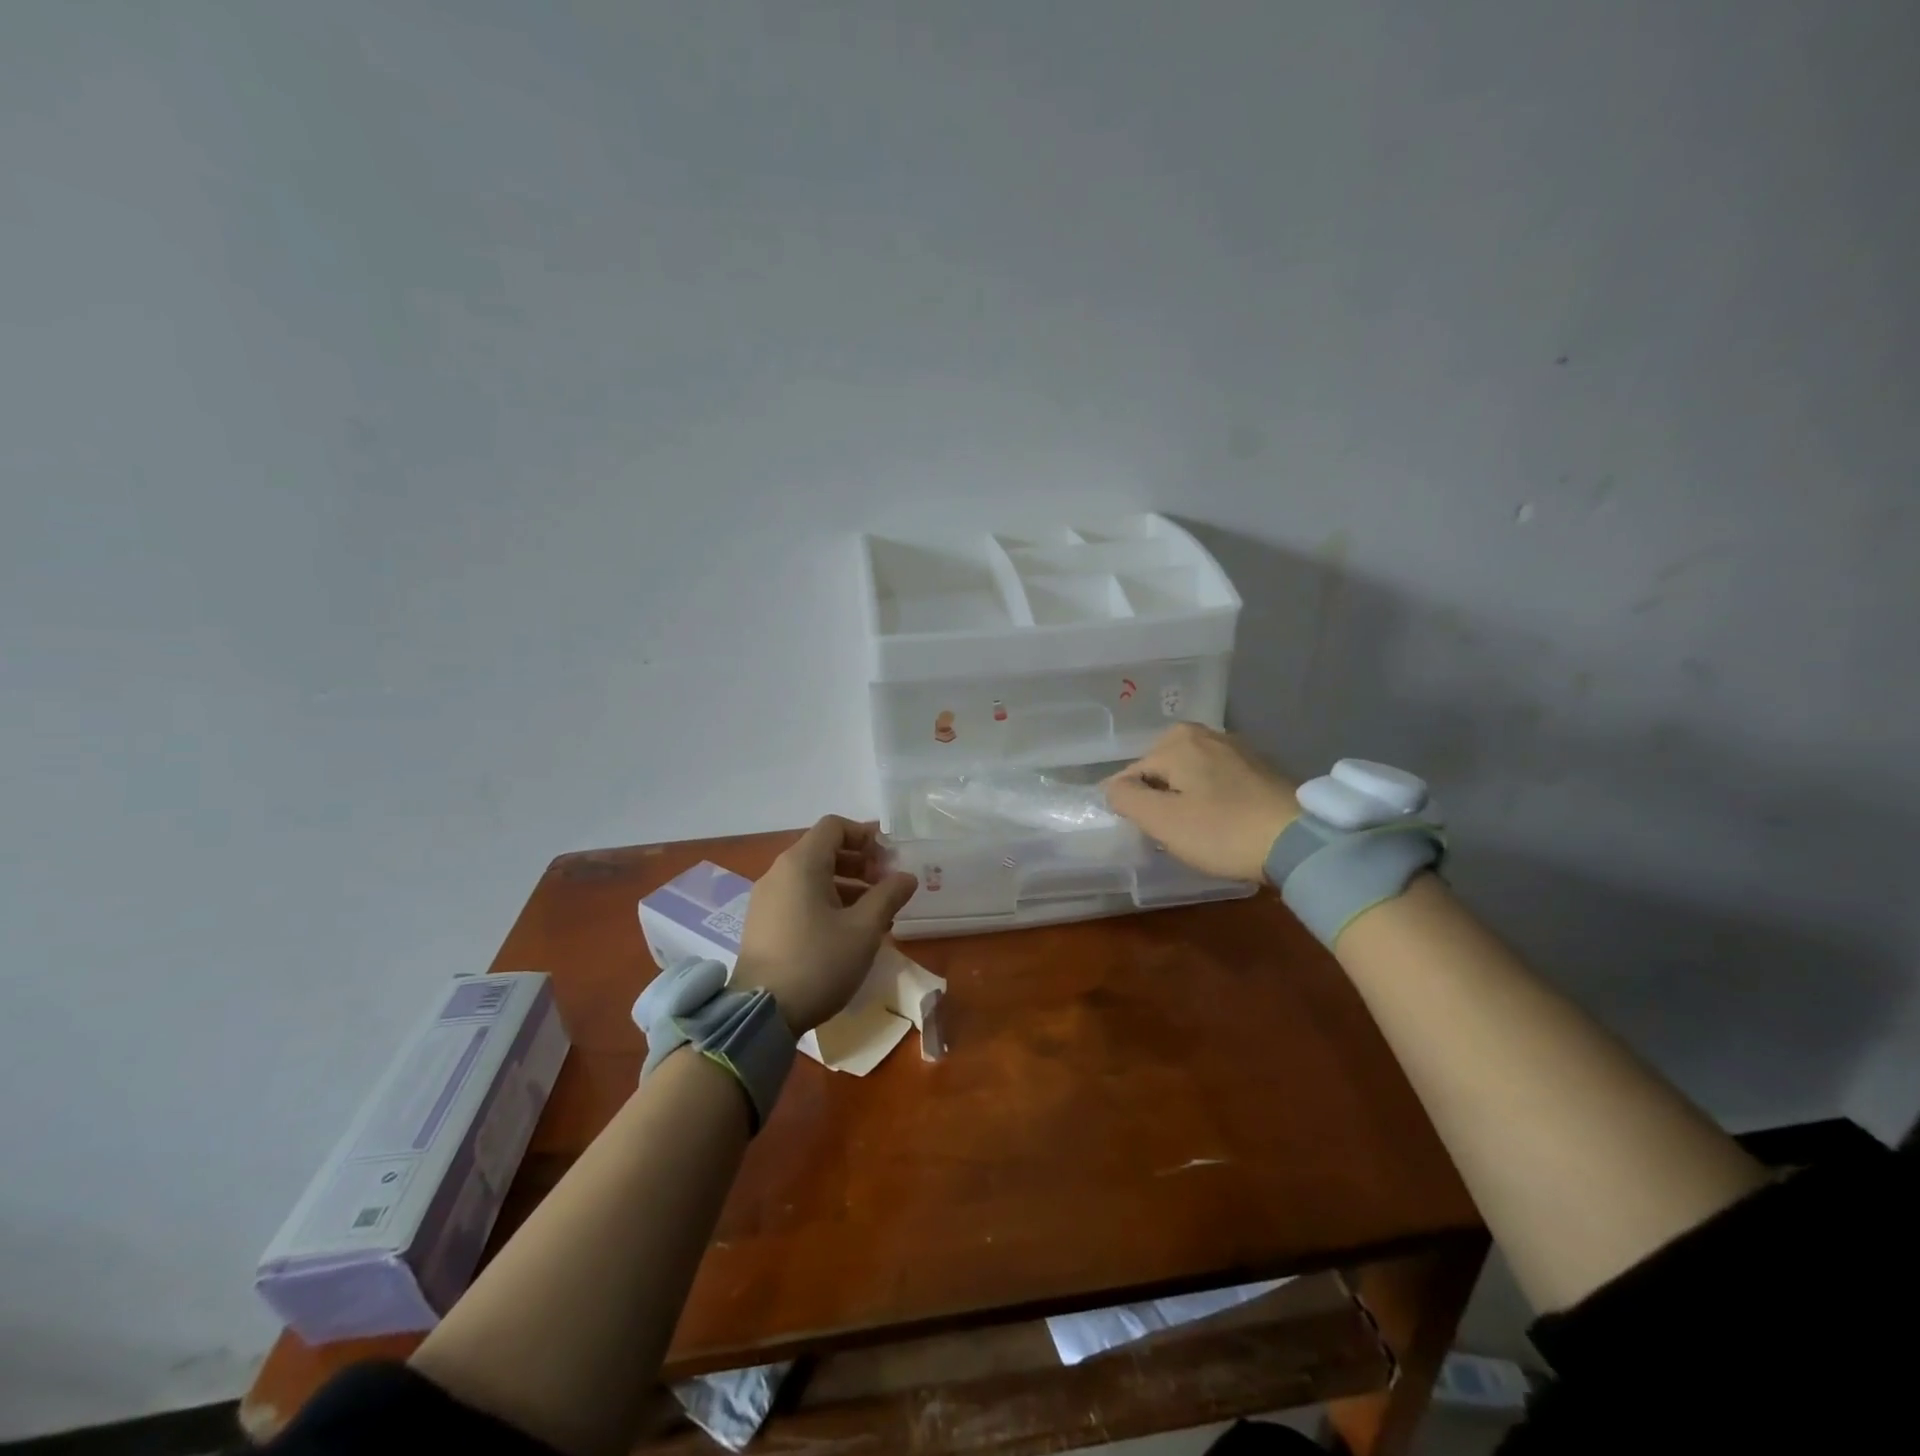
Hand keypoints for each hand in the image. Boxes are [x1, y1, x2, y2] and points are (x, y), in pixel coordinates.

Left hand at [732, 816, 918, 1034]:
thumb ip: (888, 896)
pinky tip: (847, 931)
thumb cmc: (818, 962)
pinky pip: (799, 897)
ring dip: (846, 884)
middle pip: (823, 850)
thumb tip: (906, 876)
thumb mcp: (863, 929)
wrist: (762, 1014)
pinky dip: (826, 901)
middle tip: (886, 885)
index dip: (865, 835)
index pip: (834, 826)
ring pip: (812, 876)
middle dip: (859, 862)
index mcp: (801, 864)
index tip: (888, 859)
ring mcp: (767, 898)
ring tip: (874, 913)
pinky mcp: (763, 923)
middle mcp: (779, 872)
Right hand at [1104, 723, 1299, 881]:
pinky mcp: (1260, 765)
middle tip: (1172, 832)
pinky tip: (1224, 821)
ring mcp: (1236, 747)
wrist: (1301, 841)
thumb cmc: (1222, 830)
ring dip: (1187, 798)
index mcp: (1176, 742)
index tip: (1148, 833)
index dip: (1133, 807)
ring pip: (1190, 774)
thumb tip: (1112, 787)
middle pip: (1161, 770)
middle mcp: (1204, 733)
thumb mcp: (1163, 821)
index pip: (1131, 775)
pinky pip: (1217, 779)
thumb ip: (1127, 799)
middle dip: (1160, 798)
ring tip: (1198, 830)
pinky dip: (1212, 797)